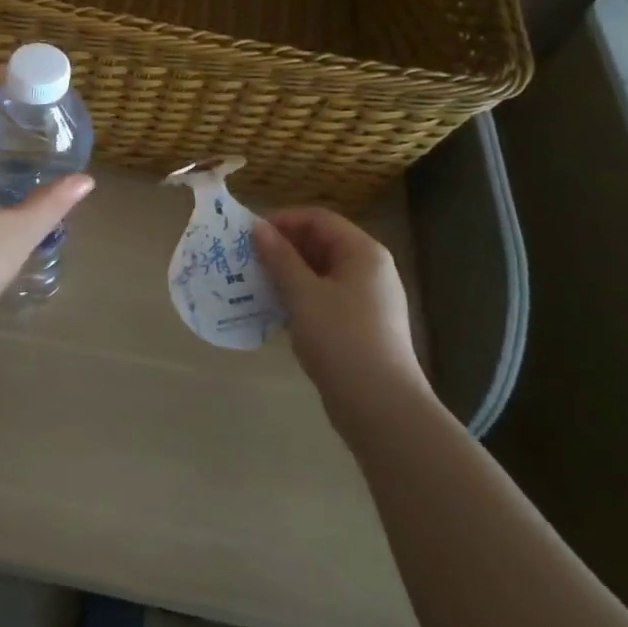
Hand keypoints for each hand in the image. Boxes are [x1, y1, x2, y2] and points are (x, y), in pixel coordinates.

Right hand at [253, 207, 424, 399]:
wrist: (381, 408)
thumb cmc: (341, 340)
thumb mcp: (303, 295)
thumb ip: (279, 258)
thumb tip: (258, 228)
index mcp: (363, 252)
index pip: (318, 219)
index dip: (282, 221)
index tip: (248, 235)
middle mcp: (369, 270)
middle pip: (320, 243)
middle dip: (282, 248)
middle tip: (246, 260)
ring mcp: (366, 299)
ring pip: (319, 272)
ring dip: (286, 274)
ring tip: (253, 284)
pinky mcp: (359, 325)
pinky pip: (323, 297)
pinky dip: (299, 297)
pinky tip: (274, 311)